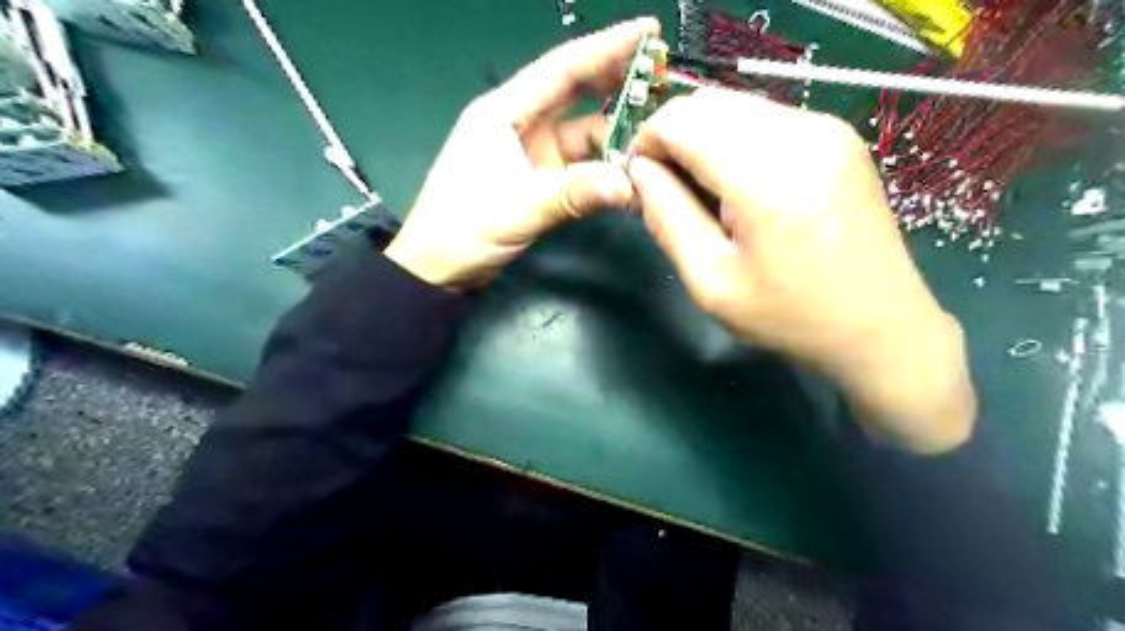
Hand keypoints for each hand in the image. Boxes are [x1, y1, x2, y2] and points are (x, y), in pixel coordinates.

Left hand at [385, 18, 661, 289]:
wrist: (436, 271)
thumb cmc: (460, 231)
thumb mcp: (515, 210)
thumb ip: (570, 195)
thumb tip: (627, 186)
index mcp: (503, 113)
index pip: (562, 69)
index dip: (606, 47)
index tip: (649, 32)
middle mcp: (521, 126)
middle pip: (576, 94)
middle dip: (618, 84)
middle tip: (665, 80)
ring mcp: (532, 156)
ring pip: (584, 137)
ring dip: (616, 141)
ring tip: (654, 146)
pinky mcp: (540, 183)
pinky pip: (581, 169)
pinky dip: (604, 173)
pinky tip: (628, 178)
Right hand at [631, 89, 976, 452]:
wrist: (879, 326)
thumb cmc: (788, 316)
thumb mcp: (710, 280)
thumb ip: (667, 217)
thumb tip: (639, 171)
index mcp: (765, 176)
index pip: (679, 120)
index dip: (646, 144)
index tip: (640, 183)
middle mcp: (800, 134)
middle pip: (706, 104)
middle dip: (672, 139)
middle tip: (668, 190)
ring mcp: (826, 128)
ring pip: (734, 106)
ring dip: (703, 140)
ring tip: (704, 193)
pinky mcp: (838, 134)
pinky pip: (765, 118)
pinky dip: (734, 141)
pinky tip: (740, 185)